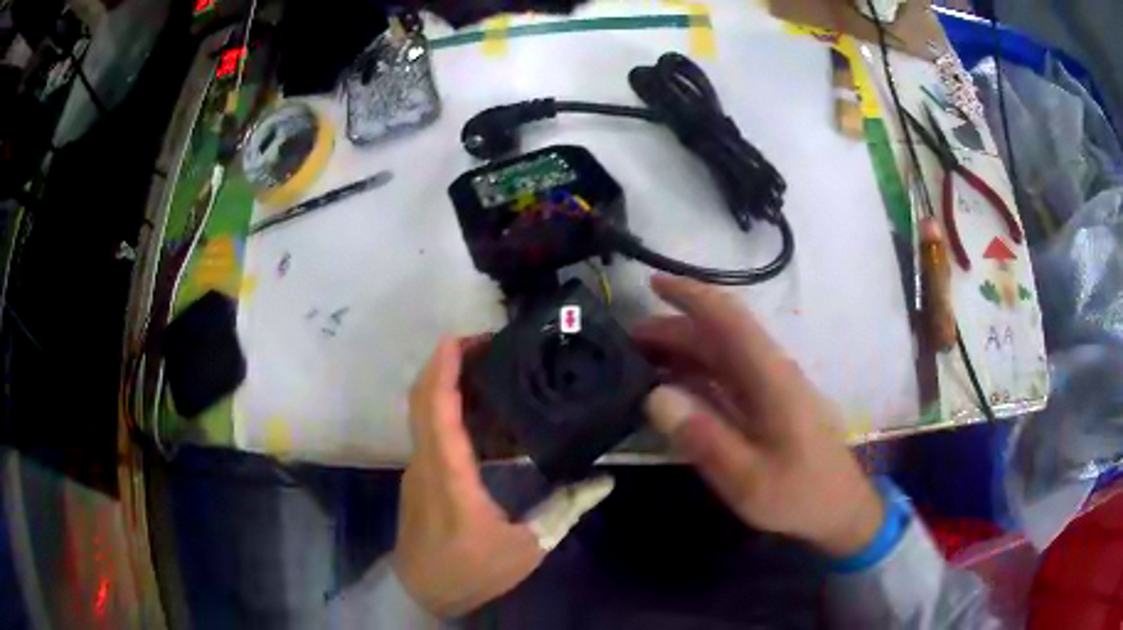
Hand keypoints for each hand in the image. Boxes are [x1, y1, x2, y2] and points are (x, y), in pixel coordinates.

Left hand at [394, 337, 611, 616]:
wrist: (421, 593)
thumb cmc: (469, 571)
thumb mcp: (526, 547)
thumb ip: (563, 510)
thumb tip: (601, 480)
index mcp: (447, 470)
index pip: (435, 403)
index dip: (446, 364)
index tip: (470, 337)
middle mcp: (426, 459)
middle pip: (424, 396)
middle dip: (450, 363)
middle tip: (493, 348)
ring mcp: (420, 468)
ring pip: (428, 412)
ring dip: (454, 387)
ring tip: (499, 378)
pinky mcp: (423, 478)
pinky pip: (435, 433)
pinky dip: (457, 416)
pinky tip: (493, 425)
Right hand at [636, 276, 883, 557]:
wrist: (839, 509)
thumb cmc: (799, 495)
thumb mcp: (748, 479)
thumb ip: (704, 438)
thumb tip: (655, 395)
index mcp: (771, 379)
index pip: (729, 320)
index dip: (692, 295)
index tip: (652, 282)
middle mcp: (770, 372)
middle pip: (718, 336)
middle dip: (673, 328)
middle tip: (625, 342)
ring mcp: (769, 388)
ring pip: (720, 355)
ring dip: (681, 350)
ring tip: (639, 361)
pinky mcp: (766, 405)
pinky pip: (725, 378)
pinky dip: (694, 374)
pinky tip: (672, 388)